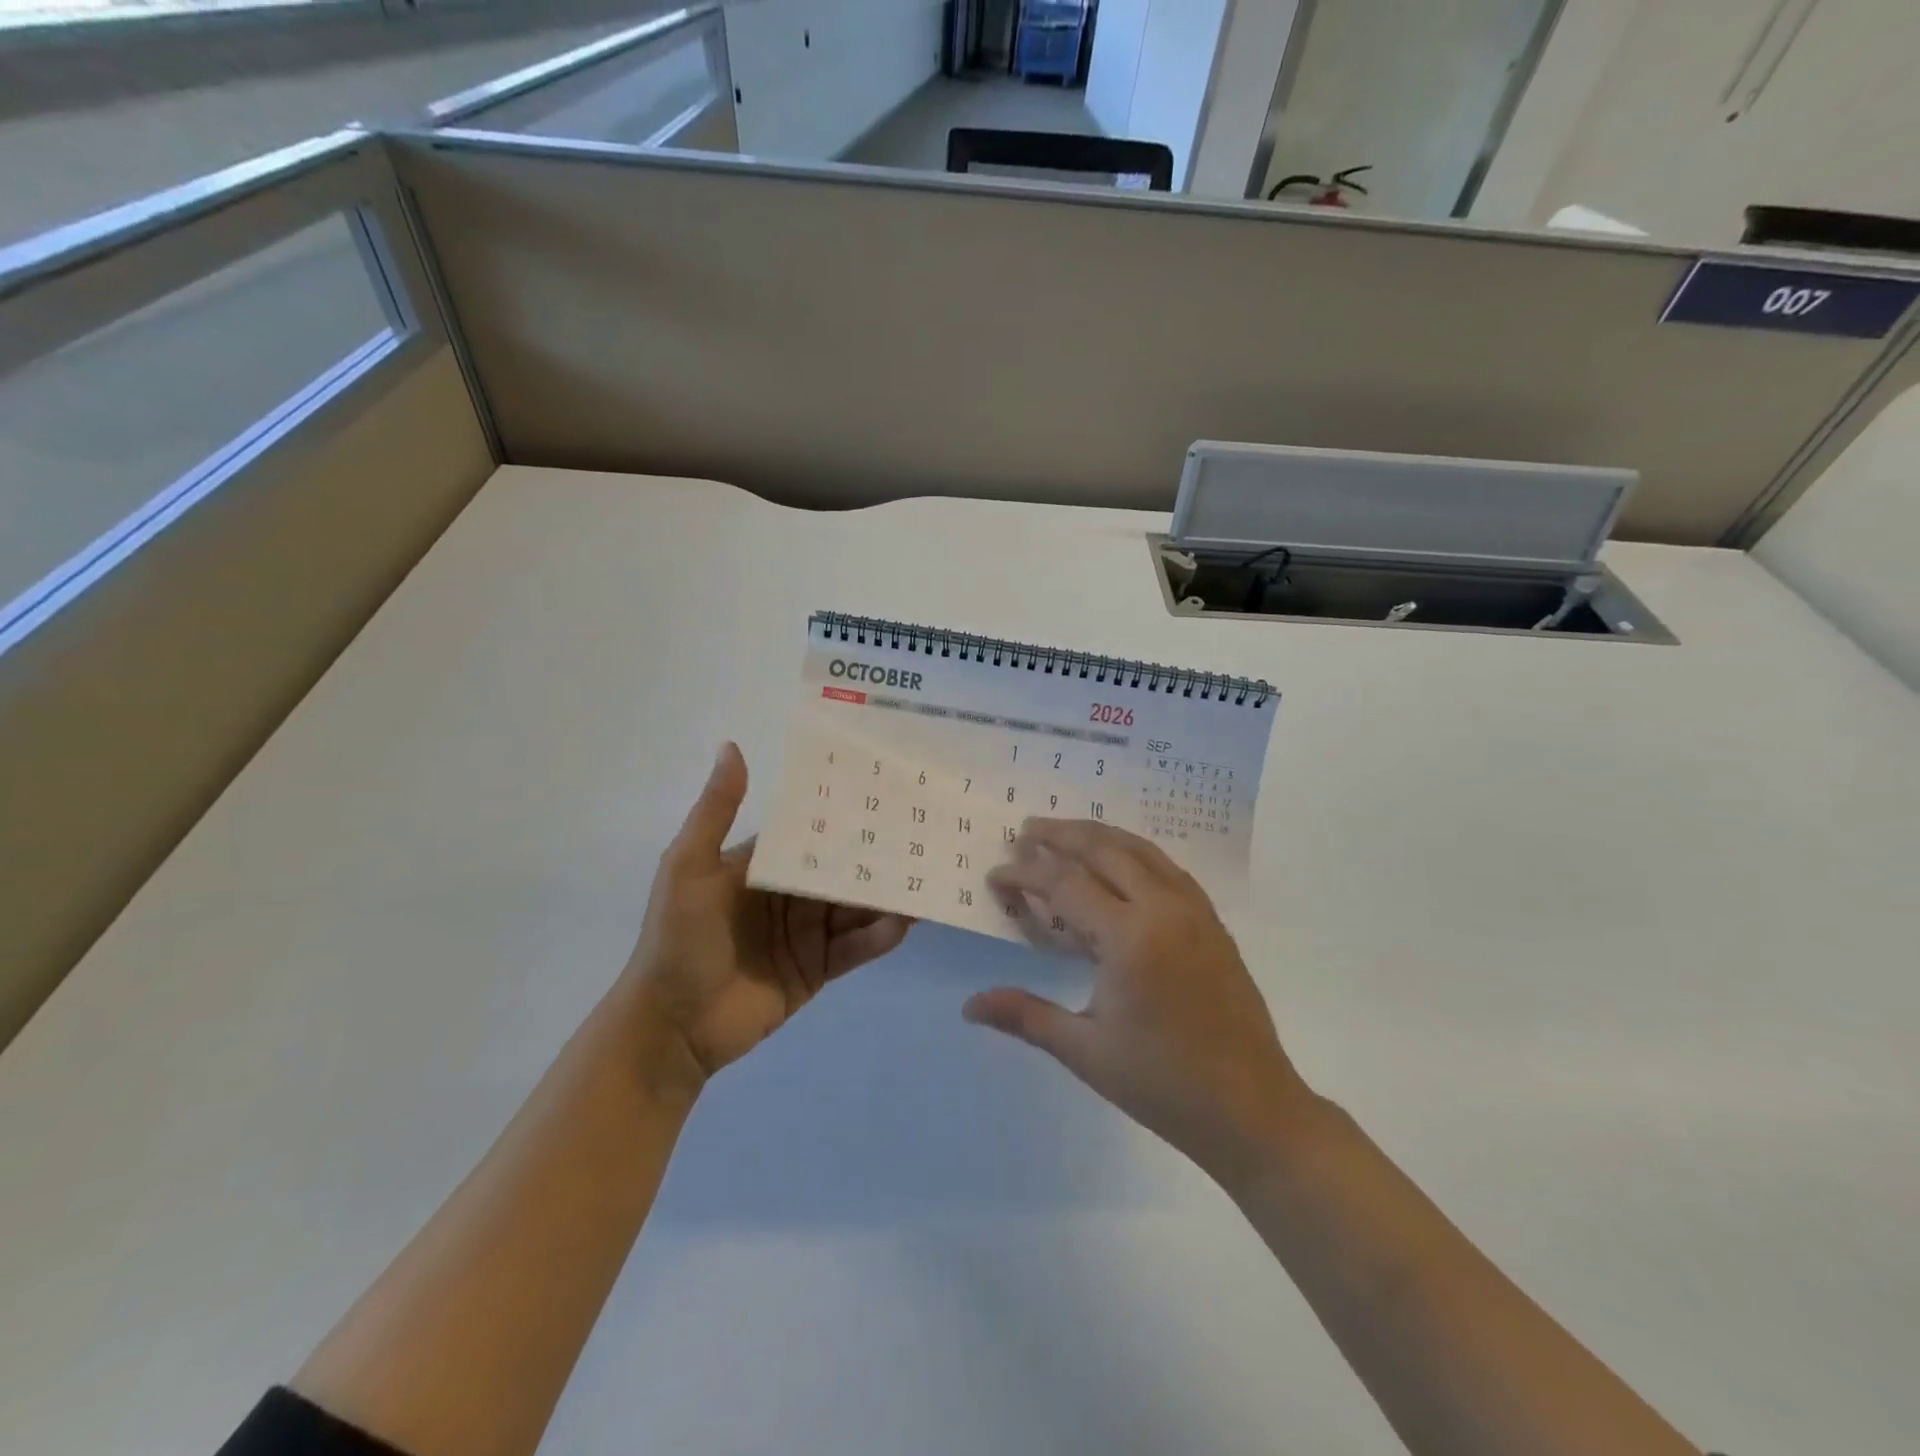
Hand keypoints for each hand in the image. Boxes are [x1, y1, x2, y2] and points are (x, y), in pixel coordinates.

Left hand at [621, 743, 912, 1098]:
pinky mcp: (818, 969)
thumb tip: (732, 746)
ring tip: (926, 879)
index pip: (813, 834)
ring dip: (887, 896)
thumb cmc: (678, 939)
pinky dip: (879, 936)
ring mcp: (806, 933)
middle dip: (878, 857)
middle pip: (842, 871)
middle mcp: (790, 894)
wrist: (672, 1026)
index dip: (846, 817)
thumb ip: (715, 811)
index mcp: (763, 866)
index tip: (887, 795)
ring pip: (856, 908)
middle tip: (924, 837)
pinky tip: (904, 923)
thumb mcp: (688, 867)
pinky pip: (855, 948)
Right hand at [970, 819, 1310, 1180]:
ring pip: (1139, 850)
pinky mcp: (1212, 920)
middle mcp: (1163, 908)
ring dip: (1098, 835)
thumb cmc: (1163, 1083)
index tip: (996, 875)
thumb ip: (1026, 1015)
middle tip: (1025, 829)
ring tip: (1064, 832)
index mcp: (1130, 938)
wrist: (1252, 1108)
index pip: (1065, 884)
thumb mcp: (1086, 1051)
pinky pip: (1166, 866)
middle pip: (1104, 850)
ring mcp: (1194, 910)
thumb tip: (969, 1006)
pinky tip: (1119, 861)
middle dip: (1060, 835)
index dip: (1026, 874)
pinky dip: (1133, 852)